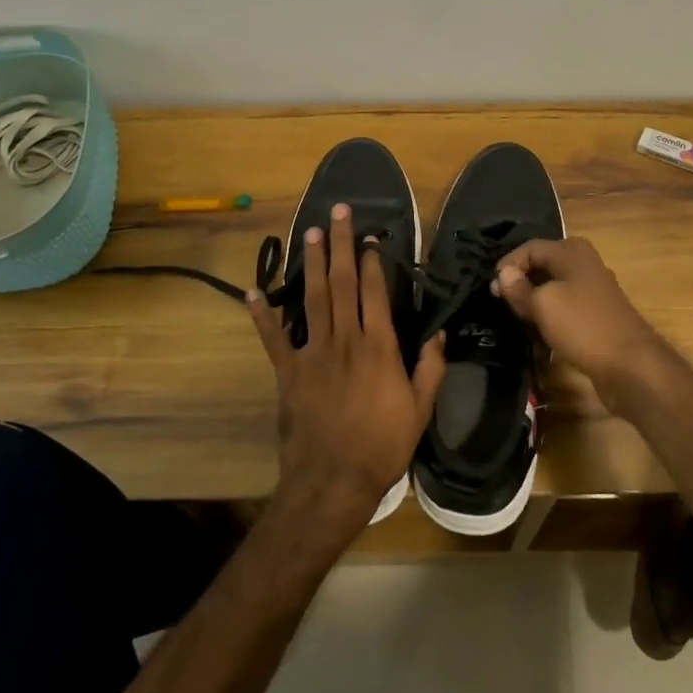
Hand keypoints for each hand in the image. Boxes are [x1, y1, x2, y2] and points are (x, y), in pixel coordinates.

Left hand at [247, 203, 446, 537]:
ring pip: (311, 299)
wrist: (333, 480)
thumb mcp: (420, 409)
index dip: (372, 261)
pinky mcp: (288, 372)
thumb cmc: (383, 445)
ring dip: (310, 264)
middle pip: (341, 283)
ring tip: (308, 232)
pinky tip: (253, 291)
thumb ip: (430, 368)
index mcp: (379, 347)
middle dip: (340, 245)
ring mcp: (313, 353)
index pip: (375, 292)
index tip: (369, 237)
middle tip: (338, 212)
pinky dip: (262, 315)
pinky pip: (273, 338)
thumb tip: (439, 333)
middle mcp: (345, 339)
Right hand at [491, 237, 667, 386]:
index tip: (492, 290)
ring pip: (554, 287)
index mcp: (571, 252)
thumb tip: (504, 273)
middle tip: (503, 302)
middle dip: (521, 282)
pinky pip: (565, 306)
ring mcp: (593, 289)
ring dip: (535, 300)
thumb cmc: (582, 326)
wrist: (630, 365)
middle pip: (543, 265)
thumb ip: (519, 288)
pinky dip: (550, 315)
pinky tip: (540, 331)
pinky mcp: (596, 313)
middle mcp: (584, 263)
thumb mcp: (543, 305)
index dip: (508, 265)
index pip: (530, 248)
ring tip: (518, 317)